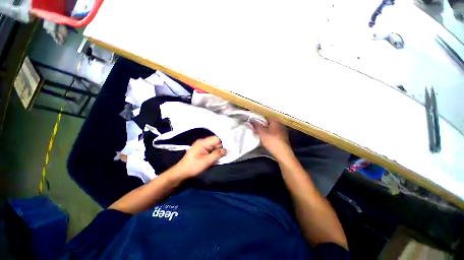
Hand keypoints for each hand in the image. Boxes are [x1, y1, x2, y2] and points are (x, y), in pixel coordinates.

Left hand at [173, 136, 225, 178]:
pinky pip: (210, 148)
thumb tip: (226, 150)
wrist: (181, 172)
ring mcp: (201, 145)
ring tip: (212, 159)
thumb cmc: (193, 166)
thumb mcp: (207, 161)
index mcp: (203, 143)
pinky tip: (210, 159)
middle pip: (215, 142)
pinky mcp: (200, 149)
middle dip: (218, 149)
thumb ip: (217, 154)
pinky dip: (212, 153)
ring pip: (213, 146)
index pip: (216, 139)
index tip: (221, 154)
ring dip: (215, 152)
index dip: (220, 146)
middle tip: (217, 157)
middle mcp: (202, 142)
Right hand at [251, 119, 291, 158]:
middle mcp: (280, 124)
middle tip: (256, 131)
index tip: (254, 125)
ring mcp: (283, 131)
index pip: (265, 117)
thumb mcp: (262, 132)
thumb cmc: (271, 141)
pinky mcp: (283, 138)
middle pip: (268, 124)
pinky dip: (270, 136)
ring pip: (271, 129)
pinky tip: (266, 140)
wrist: (282, 153)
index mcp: (276, 121)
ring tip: (260, 136)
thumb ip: (256, 125)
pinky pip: (274, 134)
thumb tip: (251, 120)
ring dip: (265, 132)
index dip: (259, 121)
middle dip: (262, 127)